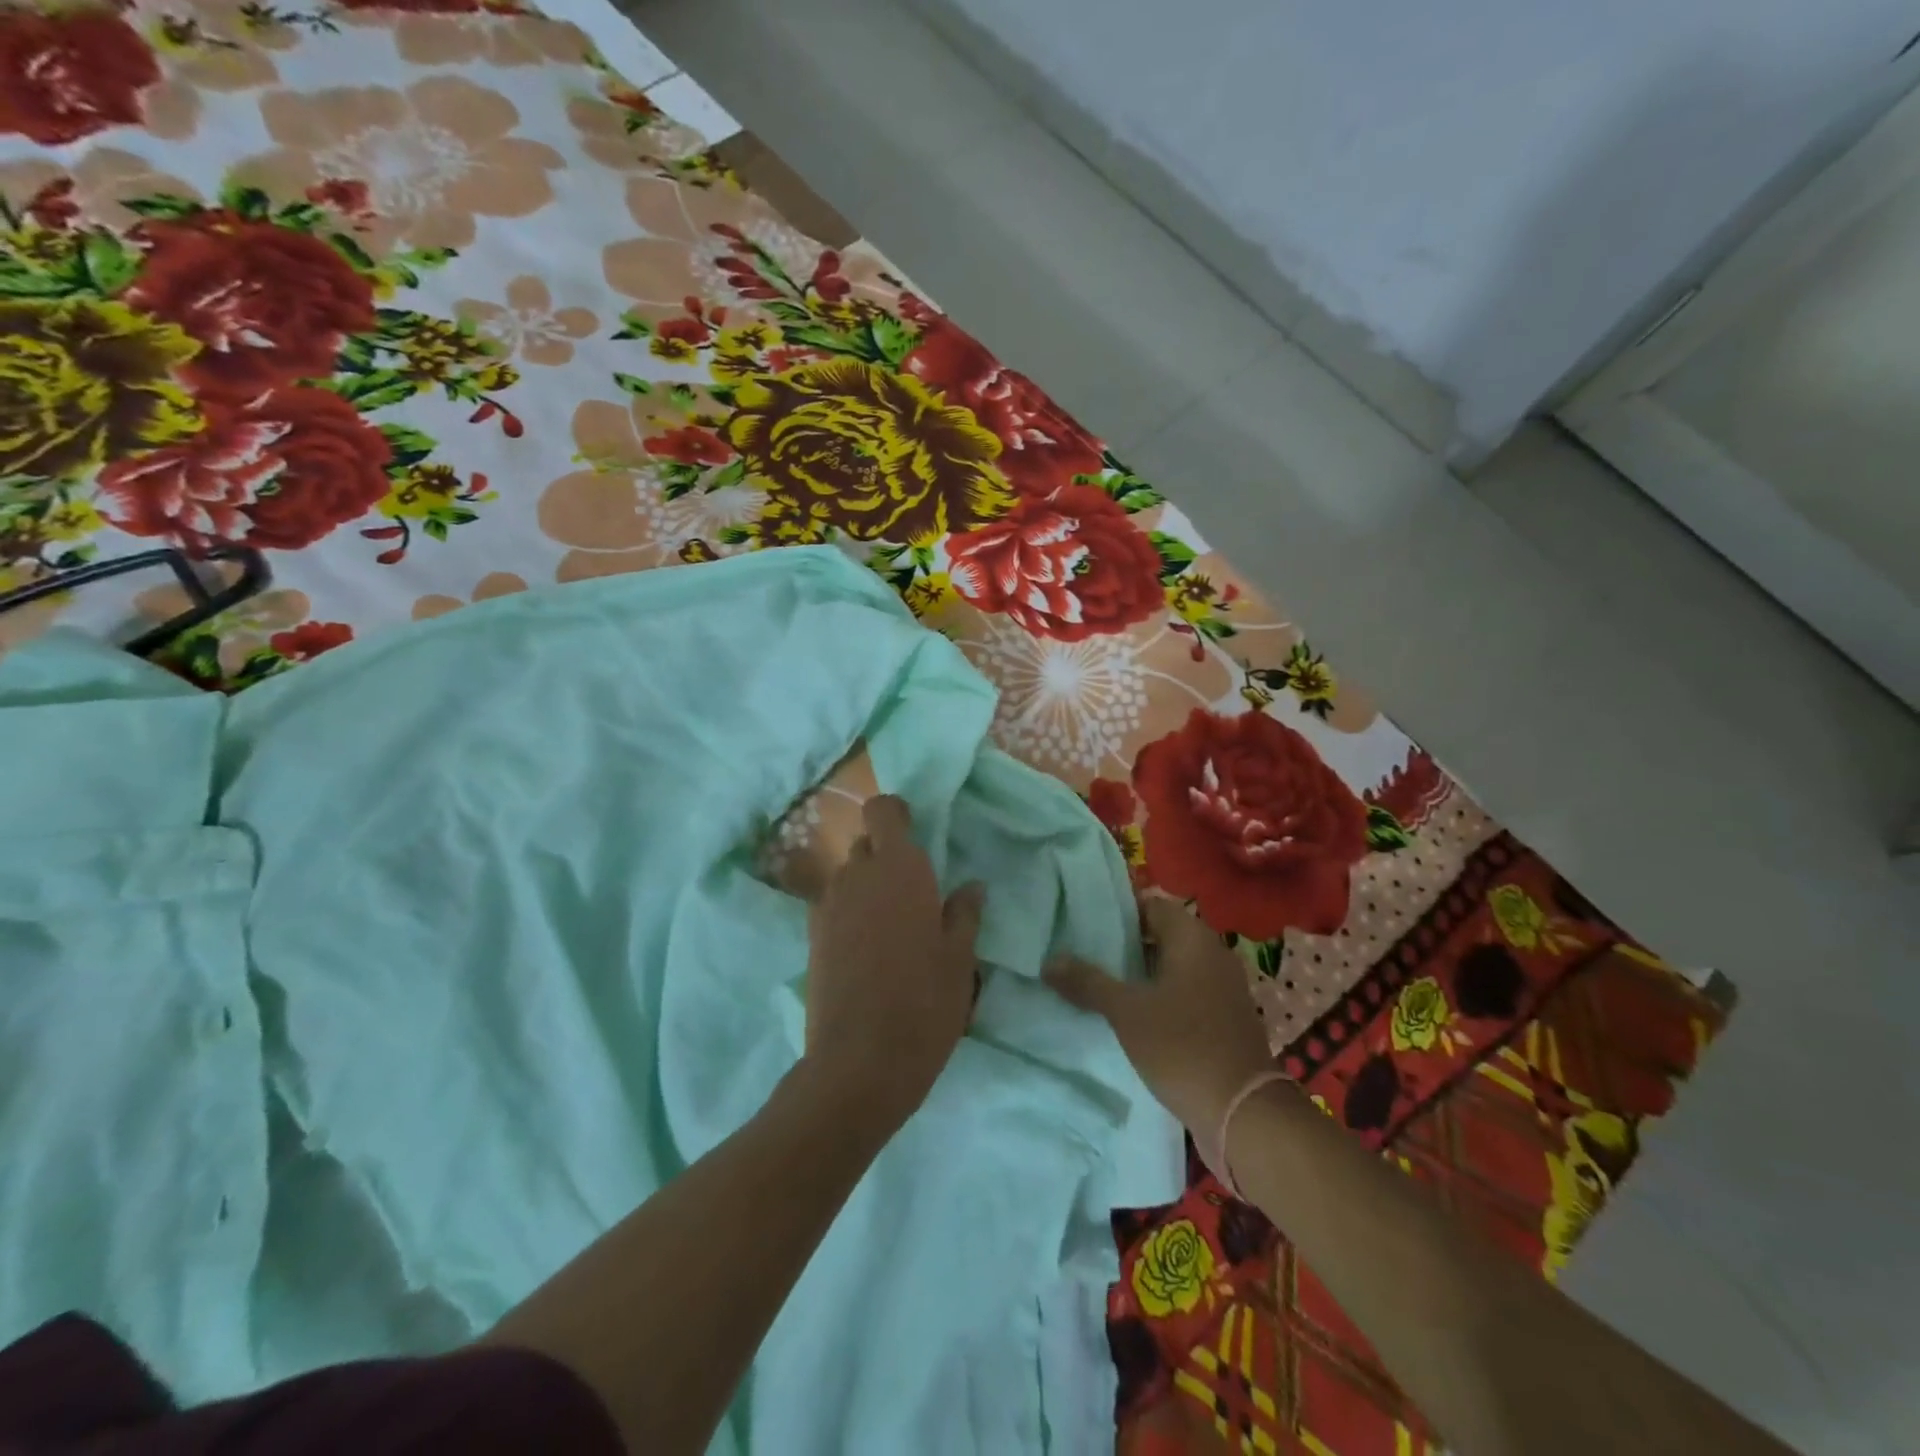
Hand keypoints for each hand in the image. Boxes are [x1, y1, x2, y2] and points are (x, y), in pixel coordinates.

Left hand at [803, 795, 984, 1134]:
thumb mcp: (959, 959)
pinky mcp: (812, 936)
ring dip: (868, 886)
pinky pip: (834, 905)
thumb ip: (964, 914)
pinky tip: (869, 949)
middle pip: (866, 844)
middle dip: (887, 856)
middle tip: (914, 893)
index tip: (916, 835)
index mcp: (899, 869)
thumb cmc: (924, 1003)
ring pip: (849, 876)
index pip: (883, 810)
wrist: (859, 1062)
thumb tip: (971, 887)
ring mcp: (828, 906)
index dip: (897, 814)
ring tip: (892, 926)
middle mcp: (857, 876)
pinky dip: (851, 912)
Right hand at [1045, 897, 1275, 1135]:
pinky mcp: (1224, 1018)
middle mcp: (1212, 954)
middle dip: (1124, 944)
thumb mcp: (1126, 1012)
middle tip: (1083, 953)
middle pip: (1161, 935)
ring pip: (1172, 966)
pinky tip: (1131, 1014)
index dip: (1118, 912)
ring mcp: (1222, 987)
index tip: (1084, 924)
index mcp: (1193, 939)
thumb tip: (1049, 961)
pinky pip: (1185, 992)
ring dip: (1140, 973)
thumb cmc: (1183, 1047)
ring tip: (1098, 983)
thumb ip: (1087, 982)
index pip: (1151, 905)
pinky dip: (1159, 996)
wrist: (1244, 1114)